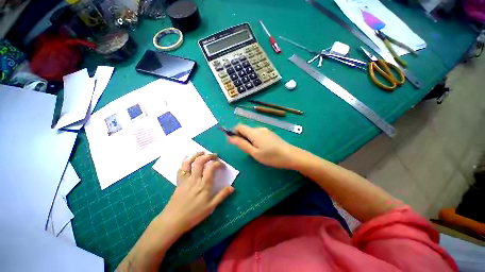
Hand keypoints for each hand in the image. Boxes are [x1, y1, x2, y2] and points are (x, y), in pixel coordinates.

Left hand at [160, 152, 233, 233]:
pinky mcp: (179, 182)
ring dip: (196, 155)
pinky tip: (185, 157)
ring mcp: (186, 179)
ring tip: (202, 152)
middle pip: (200, 161)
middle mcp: (195, 179)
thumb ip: (221, 195)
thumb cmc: (194, 214)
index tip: (222, 165)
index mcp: (204, 184)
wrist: (173, 220)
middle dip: (208, 156)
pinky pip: (181, 169)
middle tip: (214, 155)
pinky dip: (183, 161)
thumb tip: (232, 187)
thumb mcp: (211, 207)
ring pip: (189, 162)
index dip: (218, 163)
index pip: (211, 167)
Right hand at [228, 124, 297, 168]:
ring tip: (254, 151)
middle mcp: (259, 128)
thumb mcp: (254, 152)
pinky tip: (261, 148)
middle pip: (245, 129)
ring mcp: (265, 130)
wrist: (291, 156)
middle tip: (246, 150)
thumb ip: (241, 144)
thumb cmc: (271, 156)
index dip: (234, 132)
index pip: (239, 126)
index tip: (234, 142)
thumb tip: (230, 137)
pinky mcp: (270, 134)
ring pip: (252, 133)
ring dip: (248, 139)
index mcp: (253, 132)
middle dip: (241, 137)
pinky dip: (255, 140)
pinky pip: (258, 134)